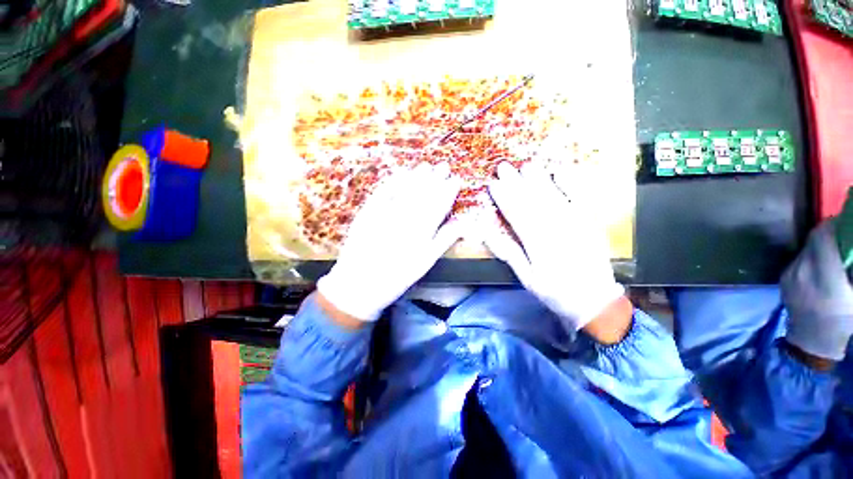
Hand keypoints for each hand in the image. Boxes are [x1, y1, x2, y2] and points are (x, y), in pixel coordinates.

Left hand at [317, 163, 462, 321]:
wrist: (358, 284)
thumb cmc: (396, 277)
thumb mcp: (425, 263)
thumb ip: (444, 241)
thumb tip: (462, 223)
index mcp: (421, 230)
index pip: (438, 205)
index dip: (448, 191)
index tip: (455, 180)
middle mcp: (405, 217)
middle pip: (423, 194)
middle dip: (435, 179)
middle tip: (444, 166)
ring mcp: (385, 213)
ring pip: (405, 190)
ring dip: (416, 177)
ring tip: (426, 166)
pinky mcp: (367, 212)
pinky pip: (382, 192)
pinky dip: (392, 182)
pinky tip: (401, 174)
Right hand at [484, 162, 623, 331]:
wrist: (595, 300)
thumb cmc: (554, 291)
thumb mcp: (526, 278)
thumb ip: (508, 253)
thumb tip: (488, 233)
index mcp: (537, 243)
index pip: (516, 214)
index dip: (503, 198)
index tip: (492, 184)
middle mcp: (555, 228)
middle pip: (532, 201)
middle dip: (516, 182)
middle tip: (503, 167)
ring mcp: (576, 223)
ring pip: (553, 195)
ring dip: (538, 179)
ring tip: (526, 165)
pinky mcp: (591, 221)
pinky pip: (580, 198)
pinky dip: (571, 183)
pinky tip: (560, 170)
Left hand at [782, 220, 852, 361]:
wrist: (811, 341)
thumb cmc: (841, 322)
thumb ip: (850, 267)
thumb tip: (848, 249)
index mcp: (824, 277)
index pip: (822, 238)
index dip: (832, 226)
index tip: (843, 222)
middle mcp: (802, 271)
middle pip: (813, 241)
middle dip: (828, 234)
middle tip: (841, 236)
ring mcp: (789, 274)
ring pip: (805, 249)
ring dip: (819, 246)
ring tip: (832, 253)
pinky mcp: (783, 278)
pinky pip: (798, 260)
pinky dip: (810, 257)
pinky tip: (820, 266)